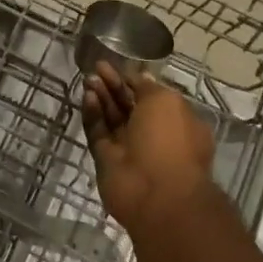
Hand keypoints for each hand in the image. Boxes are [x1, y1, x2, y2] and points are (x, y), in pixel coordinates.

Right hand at [83, 62, 214, 233]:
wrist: (156, 195)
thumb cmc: (169, 141)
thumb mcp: (166, 101)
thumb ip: (147, 88)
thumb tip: (138, 78)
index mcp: (175, 122)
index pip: (151, 96)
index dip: (133, 80)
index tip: (116, 66)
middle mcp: (153, 135)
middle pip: (129, 105)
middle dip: (113, 86)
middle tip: (96, 68)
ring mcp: (129, 149)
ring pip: (112, 118)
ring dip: (101, 97)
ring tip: (88, 78)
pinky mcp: (108, 160)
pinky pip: (98, 132)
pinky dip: (93, 114)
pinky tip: (87, 96)